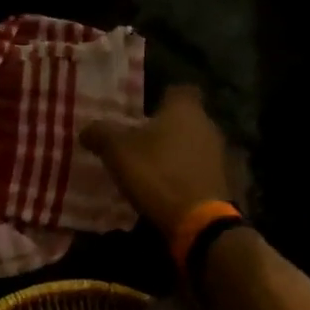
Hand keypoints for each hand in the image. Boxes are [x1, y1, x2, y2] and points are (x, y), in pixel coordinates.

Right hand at [81, 84, 231, 233]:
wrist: (197, 219)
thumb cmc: (156, 173)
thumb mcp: (117, 151)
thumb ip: (101, 134)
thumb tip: (87, 129)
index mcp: (184, 108)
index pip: (176, 90)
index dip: (160, 98)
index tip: (142, 113)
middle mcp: (208, 123)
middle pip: (185, 119)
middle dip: (165, 129)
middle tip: (141, 143)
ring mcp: (219, 153)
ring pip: (193, 144)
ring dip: (176, 153)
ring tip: (152, 169)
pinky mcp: (223, 179)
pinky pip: (199, 169)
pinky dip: (185, 174)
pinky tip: (168, 188)